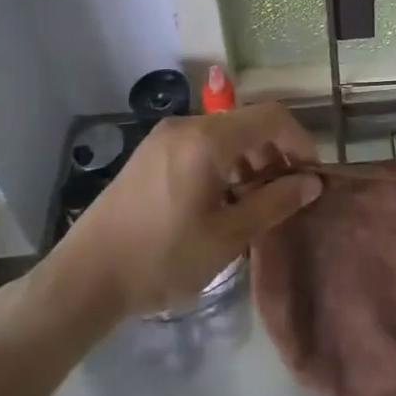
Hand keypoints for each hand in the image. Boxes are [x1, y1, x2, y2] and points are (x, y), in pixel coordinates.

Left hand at [35, 102, 321, 323]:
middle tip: (286, 194)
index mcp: (208, 138)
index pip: (271, 117)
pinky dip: (222, 163)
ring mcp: (164, 137)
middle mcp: (187, 125)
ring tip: (255, 202)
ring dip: (249, 159)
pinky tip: (221, 201)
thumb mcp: (227, 237)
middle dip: (274, 152)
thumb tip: (312, 182)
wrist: (83, 279)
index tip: (312, 175)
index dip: (299, 140)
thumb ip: (274, 203)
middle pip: (246, 123)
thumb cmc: (162, 258)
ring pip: (223, 134)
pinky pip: (200, 145)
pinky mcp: (150, 153)